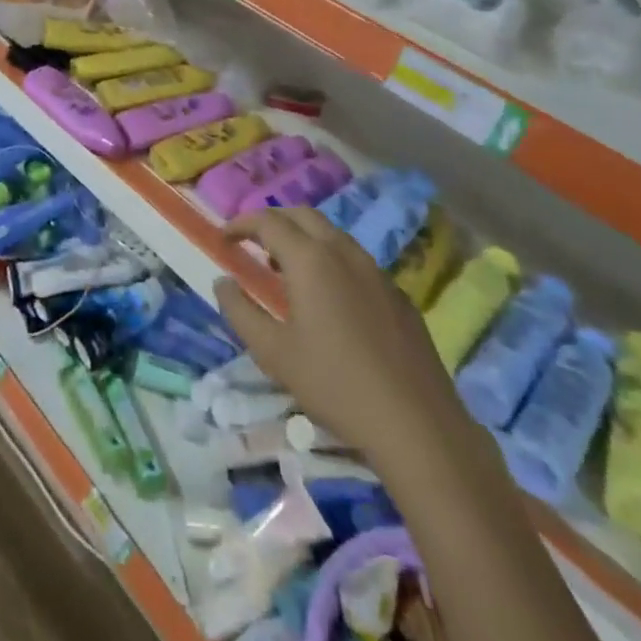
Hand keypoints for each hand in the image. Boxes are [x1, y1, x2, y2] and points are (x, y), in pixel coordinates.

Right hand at [215, 209, 475, 485]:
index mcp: (310, 259)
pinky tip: (328, 298)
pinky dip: (330, 260)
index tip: (224, 238)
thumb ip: (240, 311)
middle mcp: (344, 252)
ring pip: (332, 234)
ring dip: (303, 238)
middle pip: (302, 215)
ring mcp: (376, 271)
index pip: (268, 221)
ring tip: (285, 268)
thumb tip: (222, 281)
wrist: (417, 424)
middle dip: (273, 221)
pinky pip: (355, 259)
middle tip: (252, 243)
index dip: (241, 223)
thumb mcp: (273, 353)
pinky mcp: (397, 293)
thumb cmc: (334, 385)